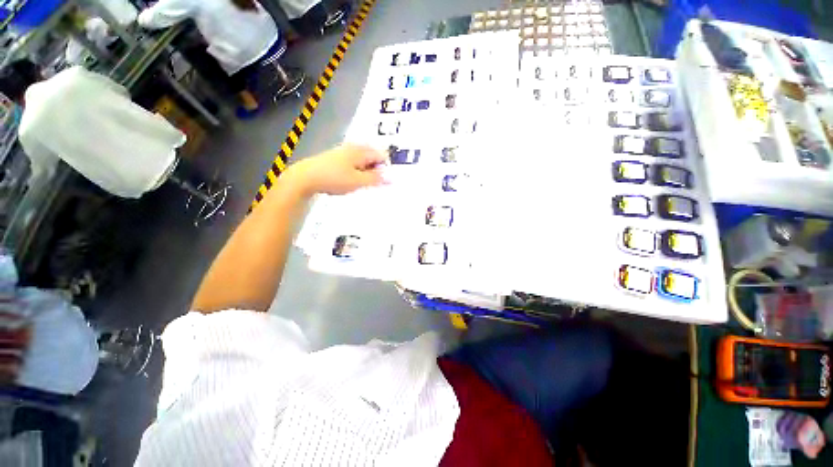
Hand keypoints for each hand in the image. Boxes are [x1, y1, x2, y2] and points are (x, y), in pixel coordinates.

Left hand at [285, 144, 387, 195]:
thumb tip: (391, 178)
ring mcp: (344, 151)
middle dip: (375, 170)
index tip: (381, 182)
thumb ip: (376, 179)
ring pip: (363, 160)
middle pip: (373, 157)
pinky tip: (349, 180)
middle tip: (369, 183)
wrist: (306, 177)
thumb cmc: (334, 179)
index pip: (382, 156)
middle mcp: (354, 147)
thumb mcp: (358, 181)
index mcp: (361, 151)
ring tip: (359, 183)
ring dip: (365, 171)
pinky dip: (356, 171)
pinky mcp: (336, 157)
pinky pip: (354, 162)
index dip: (385, 169)